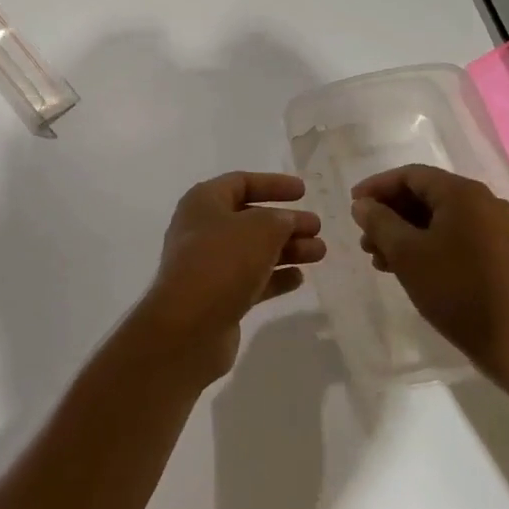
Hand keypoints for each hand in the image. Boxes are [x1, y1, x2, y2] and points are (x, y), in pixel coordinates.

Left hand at [136, 172, 325, 381]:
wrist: (189, 326)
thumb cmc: (222, 262)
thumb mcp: (260, 229)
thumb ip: (280, 219)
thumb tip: (287, 222)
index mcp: (204, 202)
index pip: (241, 183)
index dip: (273, 184)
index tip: (304, 191)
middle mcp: (202, 230)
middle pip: (251, 219)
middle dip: (286, 222)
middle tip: (317, 227)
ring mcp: (209, 266)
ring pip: (254, 251)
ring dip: (287, 250)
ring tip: (319, 253)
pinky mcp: (217, 297)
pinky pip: (251, 280)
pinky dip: (275, 277)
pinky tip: (299, 279)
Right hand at [349, 163, 508, 386]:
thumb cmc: (454, 289)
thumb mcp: (406, 253)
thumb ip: (379, 222)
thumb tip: (361, 204)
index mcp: (464, 193)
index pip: (411, 175)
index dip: (377, 187)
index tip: (352, 205)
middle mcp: (484, 201)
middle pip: (425, 195)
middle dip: (389, 214)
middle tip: (364, 237)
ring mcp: (495, 227)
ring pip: (438, 218)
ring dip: (404, 232)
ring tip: (378, 258)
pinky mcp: (498, 251)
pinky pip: (454, 234)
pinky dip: (426, 244)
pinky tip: (405, 266)